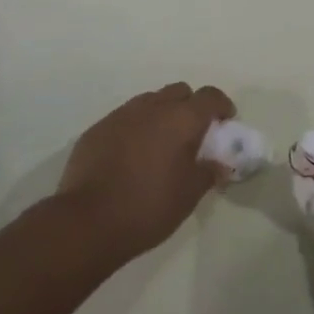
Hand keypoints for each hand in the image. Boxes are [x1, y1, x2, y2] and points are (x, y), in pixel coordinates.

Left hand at [56, 83, 234, 264]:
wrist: (87, 221)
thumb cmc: (148, 207)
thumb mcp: (189, 195)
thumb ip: (208, 173)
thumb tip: (219, 163)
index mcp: (180, 119)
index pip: (210, 96)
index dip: (222, 106)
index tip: (225, 123)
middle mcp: (152, 107)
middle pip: (179, 92)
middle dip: (190, 107)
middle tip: (193, 135)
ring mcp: (121, 115)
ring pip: (150, 101)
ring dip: (161, 115)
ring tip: (160, 145)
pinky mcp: (97, 129)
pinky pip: (125, 118)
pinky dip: (135, 128)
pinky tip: (131, 156)